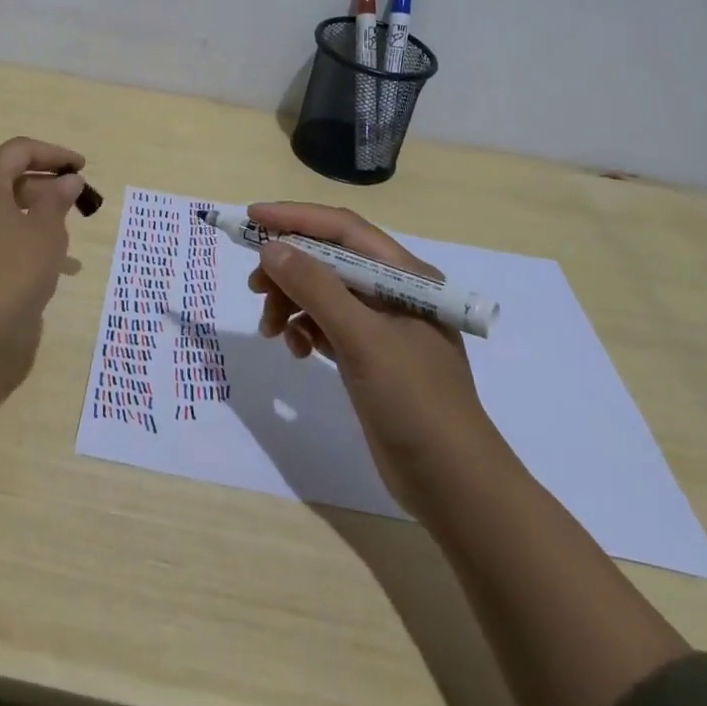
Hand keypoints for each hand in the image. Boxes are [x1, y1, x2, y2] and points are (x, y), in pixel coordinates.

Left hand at [0, 137, 88, 370]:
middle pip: (2, 176)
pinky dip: (5, 234)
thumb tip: (67, 180)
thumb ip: (58, 200)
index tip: (82, 168)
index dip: (55, 155)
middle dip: (40, 187)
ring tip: (60, 238)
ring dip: (25, 214)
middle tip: (72, 203)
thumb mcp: (45, 233)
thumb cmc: (8, 272)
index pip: (20, 151)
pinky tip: (30, 260)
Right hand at [247, 201, 493, 514]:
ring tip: (271, 330)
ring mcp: (381, 326)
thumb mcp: (363, 340)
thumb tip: (271, 247)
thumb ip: (317, 289)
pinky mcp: (369, 356)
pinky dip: (304, 330)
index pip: (342, 229)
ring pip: (322, 293)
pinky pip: (326, 325)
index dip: (295, 218)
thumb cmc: (415, 402)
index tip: (252, 218)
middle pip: (328, 259)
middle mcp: (393, 292)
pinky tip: (295, 350)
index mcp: (404, 275)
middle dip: (288, 269)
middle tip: (254, 287)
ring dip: (291, 303)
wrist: (454, 488)